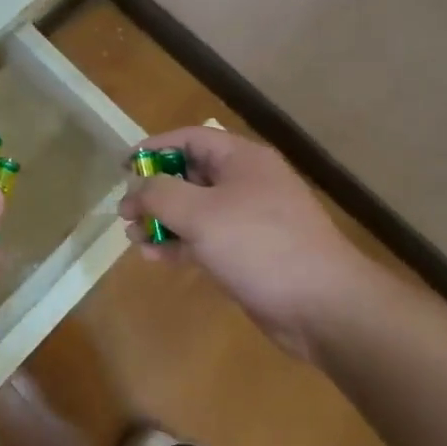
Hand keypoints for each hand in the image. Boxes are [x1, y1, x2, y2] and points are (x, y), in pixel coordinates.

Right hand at [119, 127, 387, 363]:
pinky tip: (155, 257)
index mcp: (241, 159)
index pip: (189, 139)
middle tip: (125, 211)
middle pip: (190, 175)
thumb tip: (136, 189)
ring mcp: (249, 219)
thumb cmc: (259, 245)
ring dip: (162, 221)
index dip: (153, 149)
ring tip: (133, 237)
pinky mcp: (249, 253)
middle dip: (154, 191)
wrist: (323, 306)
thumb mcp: (201, 213)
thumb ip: (160, 194)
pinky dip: (180, 244)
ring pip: (195, 210)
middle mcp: (246, 183)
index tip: (122, 168)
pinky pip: (206, 239)